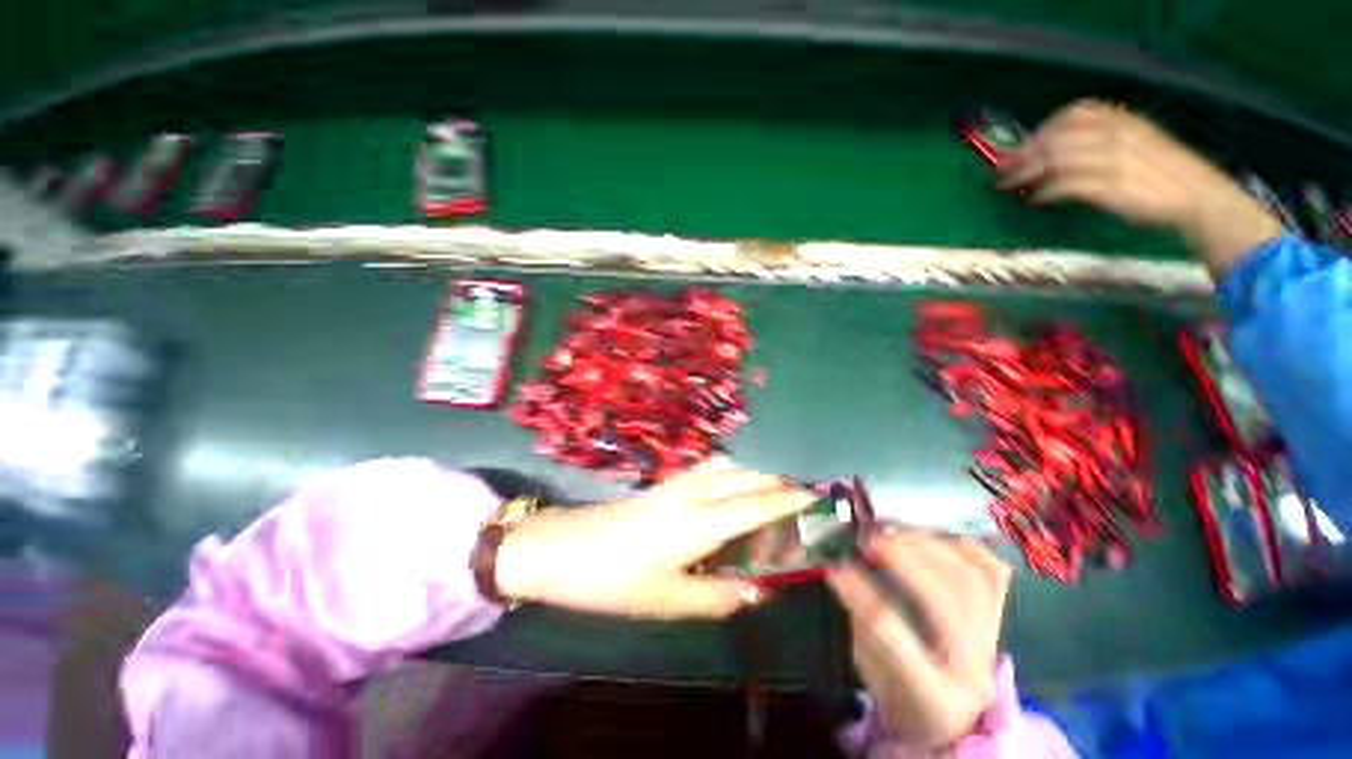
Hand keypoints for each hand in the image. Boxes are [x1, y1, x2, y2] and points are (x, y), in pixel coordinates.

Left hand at [495, 461, 815, 618]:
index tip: (814, 496)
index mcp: (699, 523)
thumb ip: (717, 597)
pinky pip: (706, 469)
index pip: (755, 506)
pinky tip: (728, 481)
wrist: (563, 547)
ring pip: (725, 469)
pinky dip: (729, 470)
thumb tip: (755, 592)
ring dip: (752, 473)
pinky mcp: (662, 485)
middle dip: (774, 481)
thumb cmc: (615, 580)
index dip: (787, 501)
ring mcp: (675, 485)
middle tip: (799, 493)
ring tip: (771, 487)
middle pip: (743, 478)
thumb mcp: (668, 601)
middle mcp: (692, 495)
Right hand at [829, 529, 1011, 748]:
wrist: (954, 721)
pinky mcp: (997, 619)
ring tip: (892, 531)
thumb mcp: (872, 675)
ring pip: (971, 581)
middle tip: (868, 539)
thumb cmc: (901, 699)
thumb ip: (861, 626)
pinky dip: (962, 546)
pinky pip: (991, 573)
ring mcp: (993, 642)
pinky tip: (931, 535)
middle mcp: (975, 670)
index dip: (861, 596)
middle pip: (946, 603)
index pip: (897, 638)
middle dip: (904, 562)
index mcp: (936, 699)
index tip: (835, 568)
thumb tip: (843, 573)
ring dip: (927, 546)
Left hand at [997, 99, 1282, 275]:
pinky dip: (1045, 191)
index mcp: (1125, 120)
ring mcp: (1116, 159)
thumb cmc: (1164, 175)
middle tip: (999, 169)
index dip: (1043, 128)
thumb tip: (1059, 150)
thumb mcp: (1136, 145)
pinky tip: (1032, 199)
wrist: (1201, 198)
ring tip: (1006, 184)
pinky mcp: (1114, 186)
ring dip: (1025, 172)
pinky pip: (1068, 185)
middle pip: (1057, 136)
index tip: (1021, 145)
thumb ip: (1102, 143)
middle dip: (1022, 152)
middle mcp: (1119, 134)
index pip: (1075, 113)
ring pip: (1057, 158)